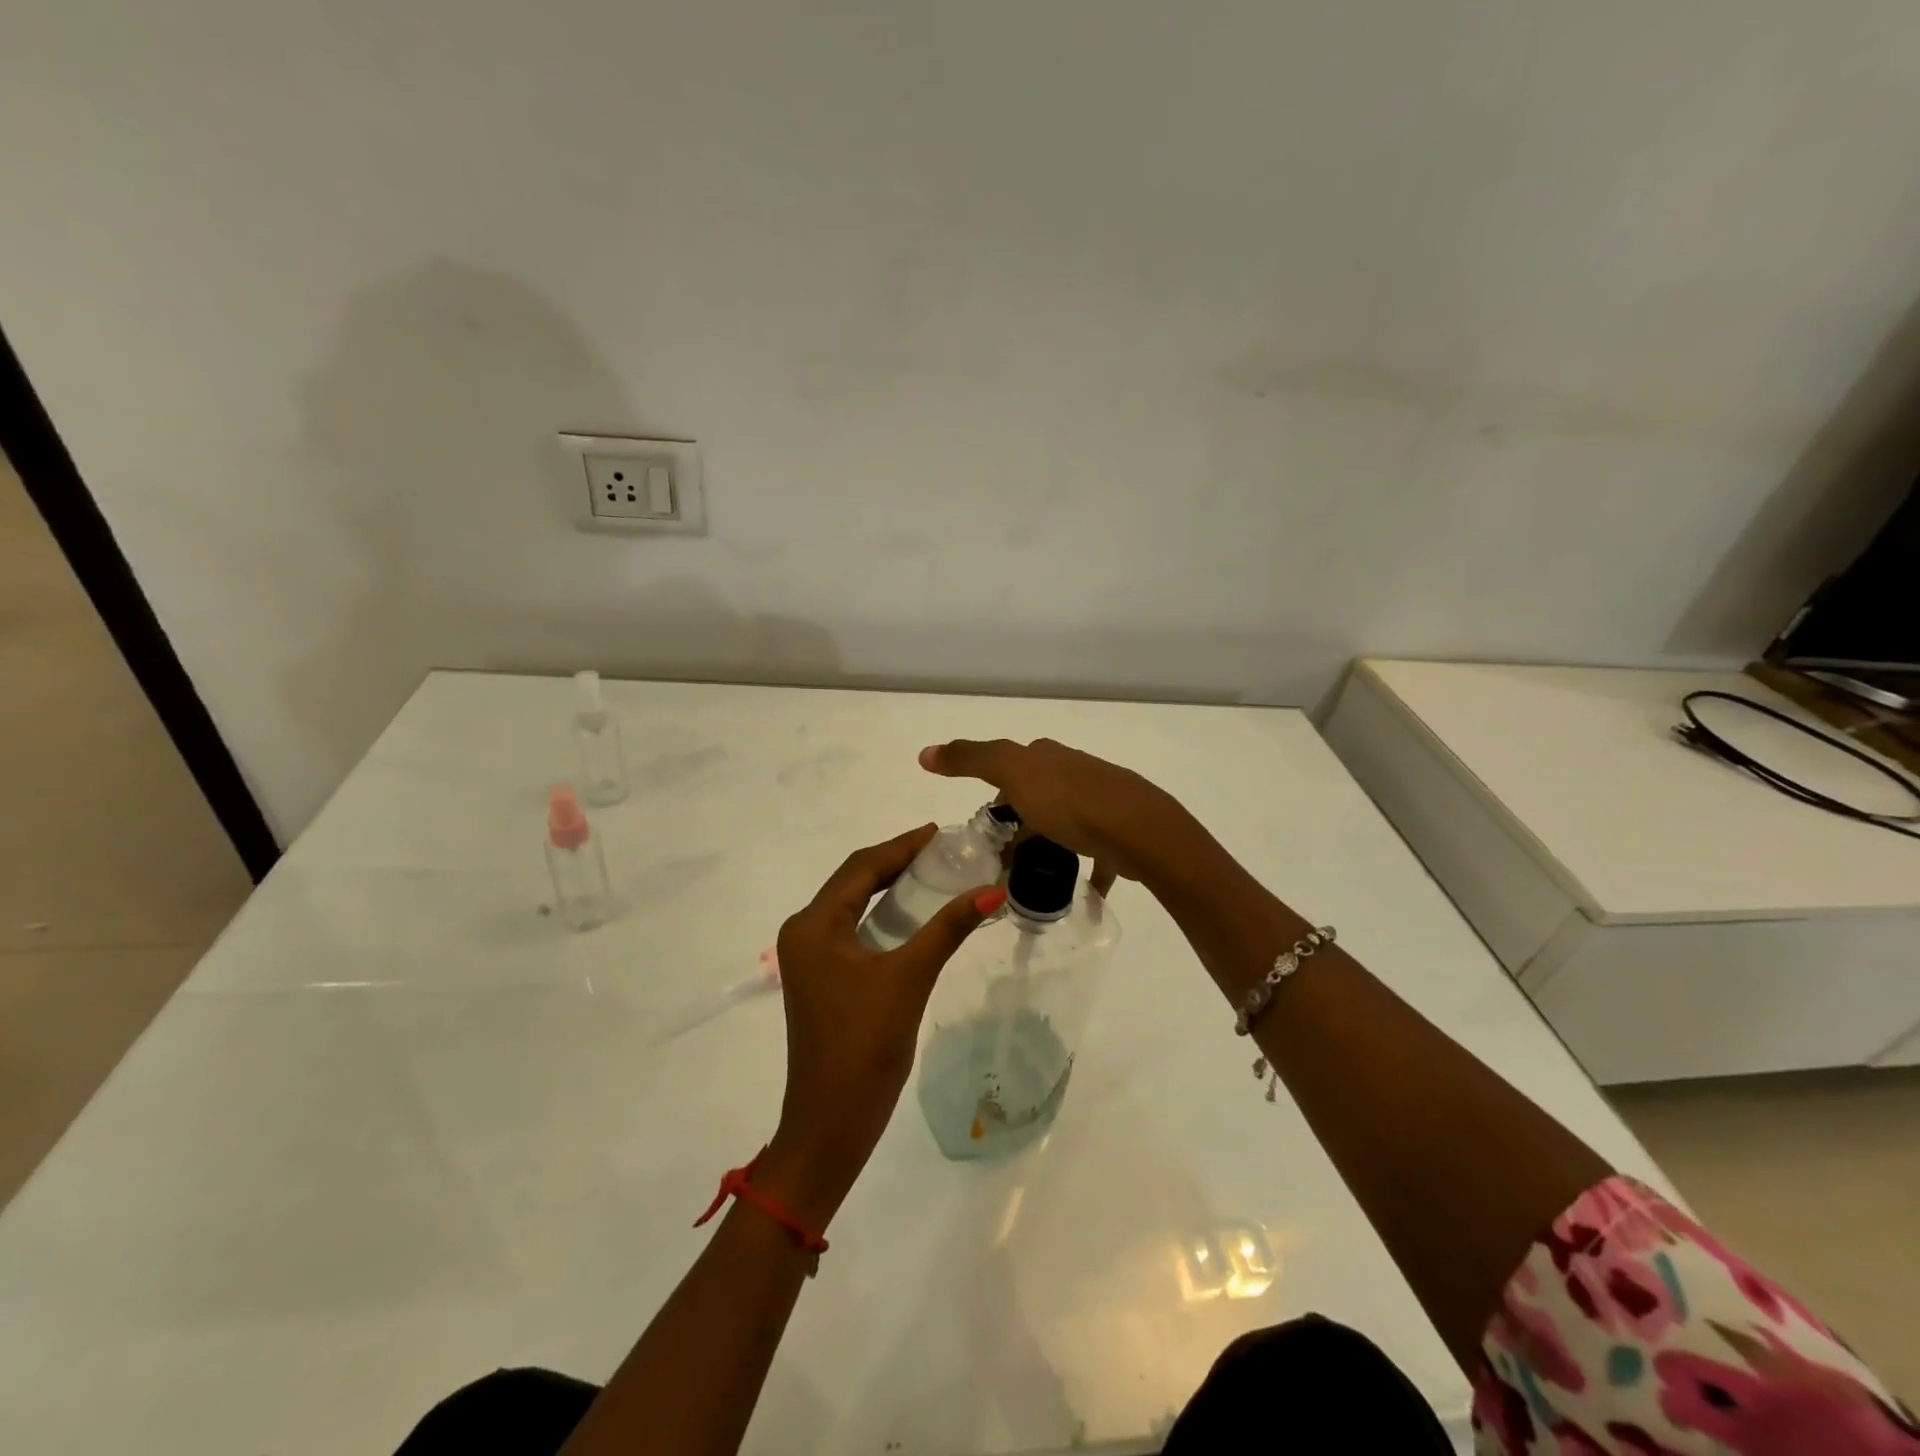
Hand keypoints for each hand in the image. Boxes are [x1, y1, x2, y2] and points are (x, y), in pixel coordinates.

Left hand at [757, 825, 1004, 1228]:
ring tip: (934, 872)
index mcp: (814, 925)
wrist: (831, 1123)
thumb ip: (949, 929)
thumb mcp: (909, 978)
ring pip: (854, 905)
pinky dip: (883, 916)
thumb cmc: (864, 1045)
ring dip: (890, 887)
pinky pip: (853, 930)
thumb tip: (994, 890)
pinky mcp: (822, 978)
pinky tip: (914, 914)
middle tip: (942, 849)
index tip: (939, 831)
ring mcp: (810, 957)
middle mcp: (805, 932)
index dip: (901, 845)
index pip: (861, 867)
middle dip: (896, 862)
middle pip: (854, 881)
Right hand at [917, 738, 1188, 892]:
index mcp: (1047, 756)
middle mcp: (1074, 771)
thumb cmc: (1070, 802)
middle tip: (1003, 860)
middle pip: (1036, 796)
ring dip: (1046, 846)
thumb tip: (924, 752)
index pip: (1009, 769)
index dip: (993, 796)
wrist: (1140, 831)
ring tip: (1032, 878)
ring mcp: (1100, 801)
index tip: (985, 830)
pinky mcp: (1119, 831)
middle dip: (1019, 824)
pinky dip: (1083, 869)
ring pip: (1064, 823)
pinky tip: (1078, 891)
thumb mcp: (1012, 772)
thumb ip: (969, 759)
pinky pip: (1095, 853)